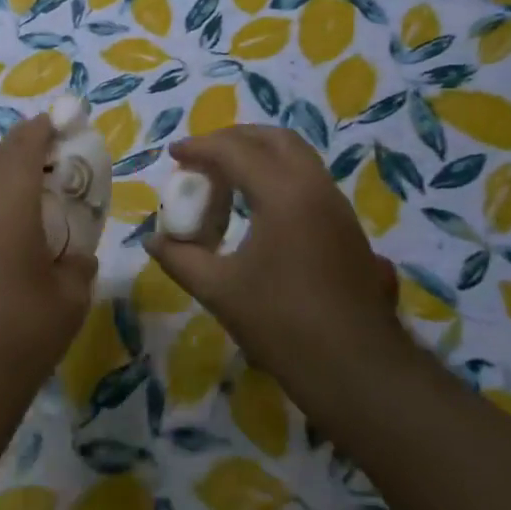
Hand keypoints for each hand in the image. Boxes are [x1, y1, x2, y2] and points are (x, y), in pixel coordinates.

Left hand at [0, 117, 97, 433]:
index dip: (43, 129)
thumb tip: (76, 254)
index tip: (63, 123)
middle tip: (56, 158)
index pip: (23, 147)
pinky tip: (7, 234)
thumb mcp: (70, 298)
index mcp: (5, 207)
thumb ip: (79, 261)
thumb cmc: (21, 335)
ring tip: (35, 194)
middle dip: (25, 150)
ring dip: (5, 178)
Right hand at [145, 126, 404, 402]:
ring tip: (224, 180)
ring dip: (258, 156)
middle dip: (233, 140)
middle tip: (202, 158)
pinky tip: (256, 208)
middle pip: (274, 139)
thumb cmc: (283, 325)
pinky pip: (307, 180)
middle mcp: (315, 187)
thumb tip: (153, 240)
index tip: (173, 155)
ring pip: (296, 157)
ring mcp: (336, 206)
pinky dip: (276, 176)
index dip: (200, 148)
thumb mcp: (219, 291)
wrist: (358, 370)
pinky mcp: (346, 227)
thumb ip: (180, 258)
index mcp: (284, 194)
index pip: (235, 151)